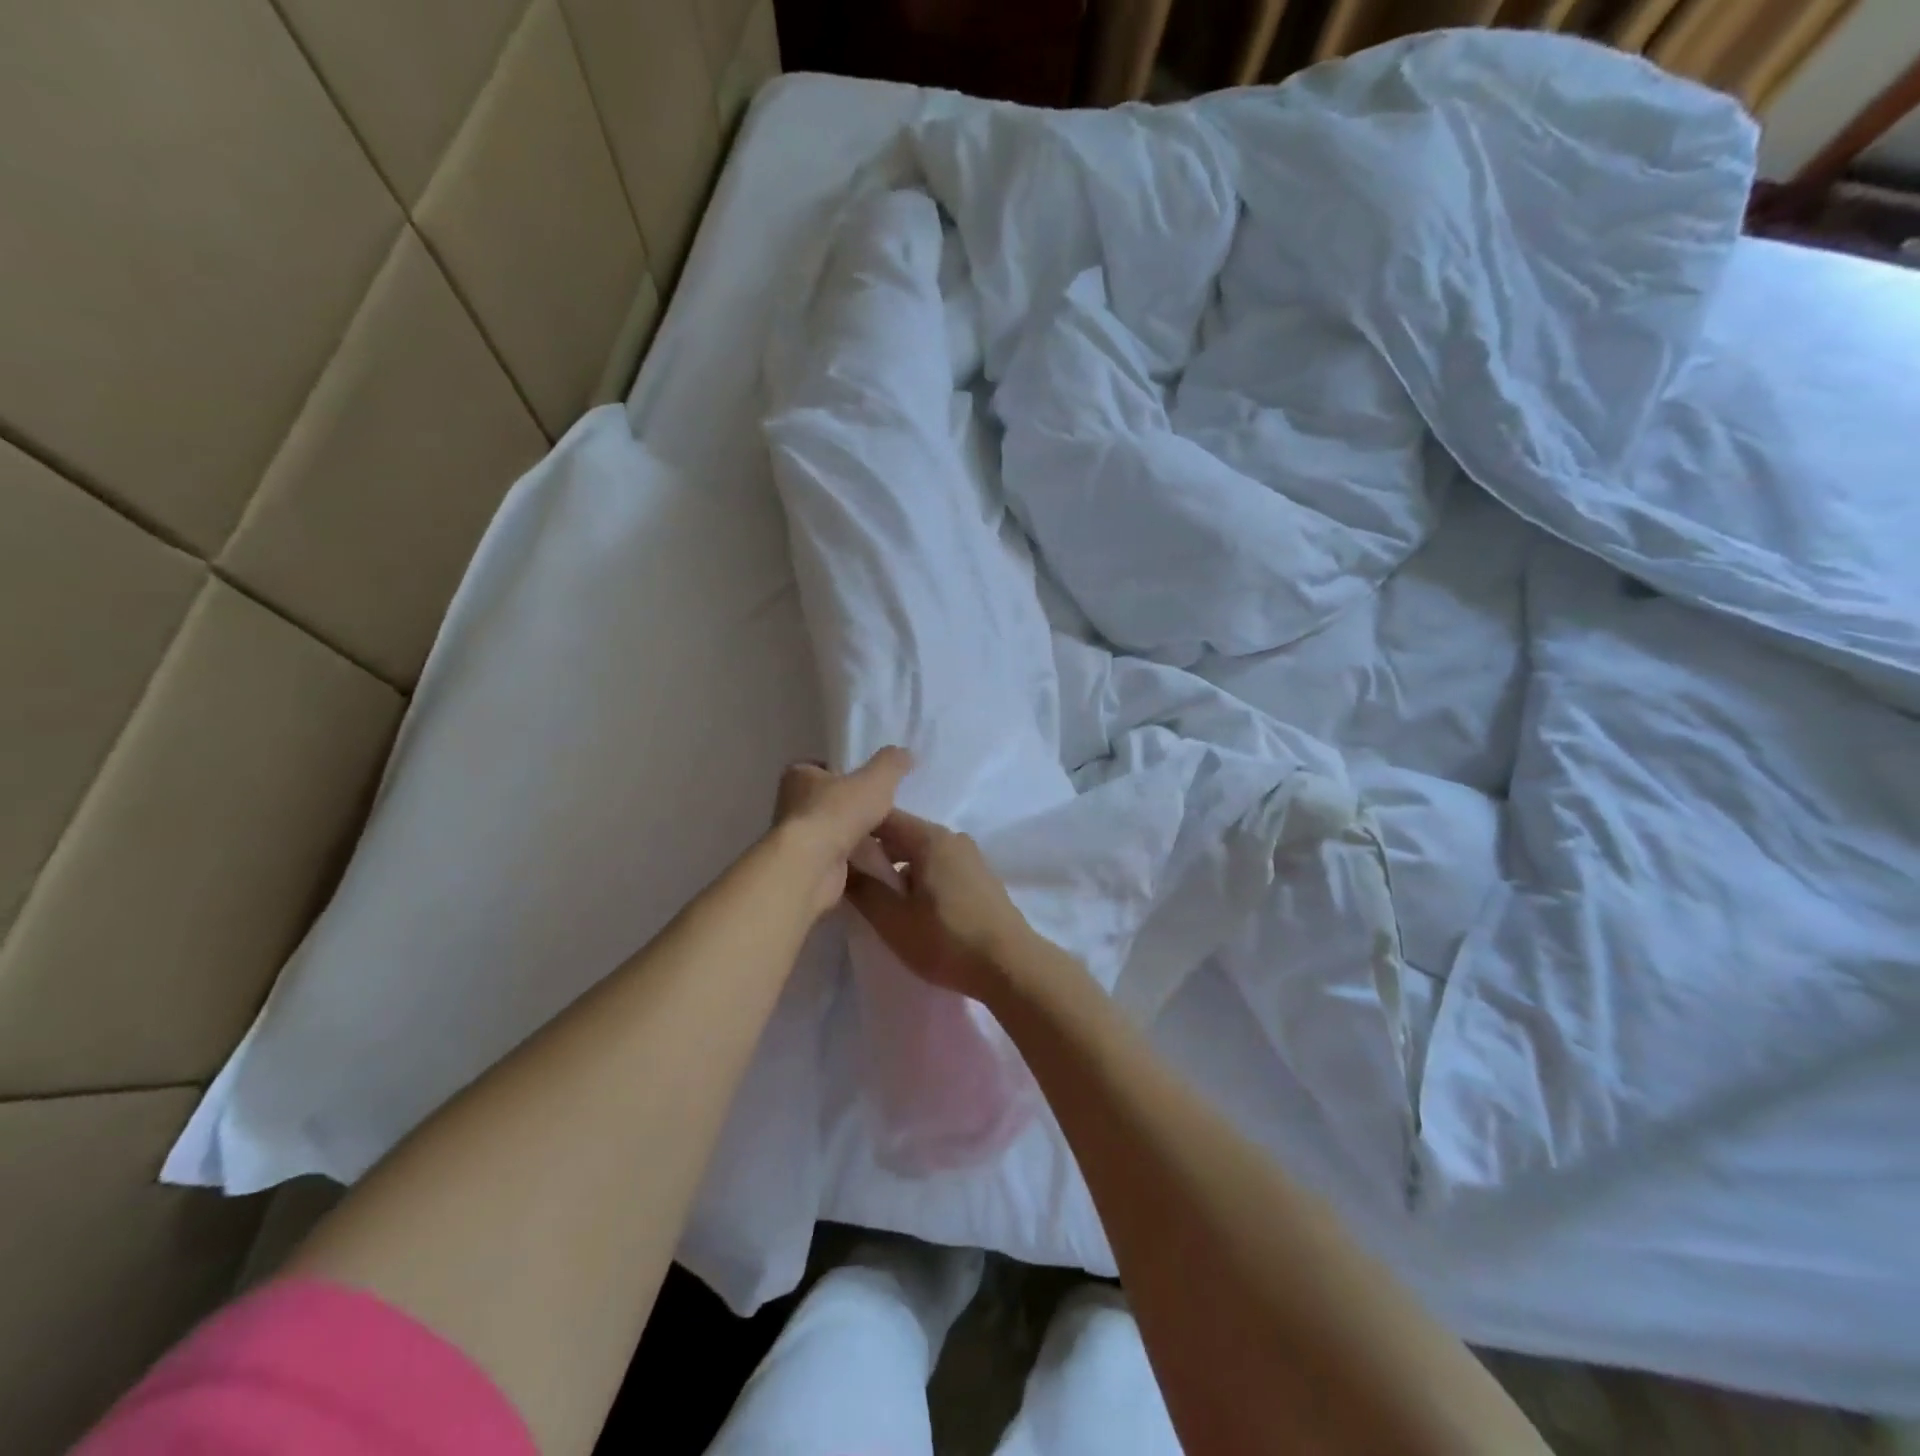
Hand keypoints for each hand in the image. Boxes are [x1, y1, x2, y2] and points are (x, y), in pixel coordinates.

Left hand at [773, 748, 911, 918]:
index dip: (847, 775)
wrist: (812, 866)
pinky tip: (881, 866)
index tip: (871, 785)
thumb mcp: (875, 780)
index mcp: (799, 776)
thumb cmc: (837, 813)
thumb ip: (891, 764)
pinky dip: (858, 863)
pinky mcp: (807, 868)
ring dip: (861, 840)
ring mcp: (799, 839)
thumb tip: (906, 753)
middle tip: (888, 815)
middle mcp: (792, 805)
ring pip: (837, 834)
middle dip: (858, 811)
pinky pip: (839, 861)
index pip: (823, 769)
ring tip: (893, 844)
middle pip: (833, 804)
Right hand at [843, 807, 1038, 1002]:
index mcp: (930, 838)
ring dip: (897, 868)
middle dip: (875, 852)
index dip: (854, 829)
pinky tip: (911, 905)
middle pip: (902, 833)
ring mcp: (970, 857)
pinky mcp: (980, 878)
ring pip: (921, 852)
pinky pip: (939, 866)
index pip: (882, 817)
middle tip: (848, 878)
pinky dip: (919, 877)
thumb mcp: (893, 920)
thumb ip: (862, 888)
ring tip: (877, 896)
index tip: (832, 849)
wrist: (1011, 966)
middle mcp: (952, 837)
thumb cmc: (947, 940)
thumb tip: (839, 864)